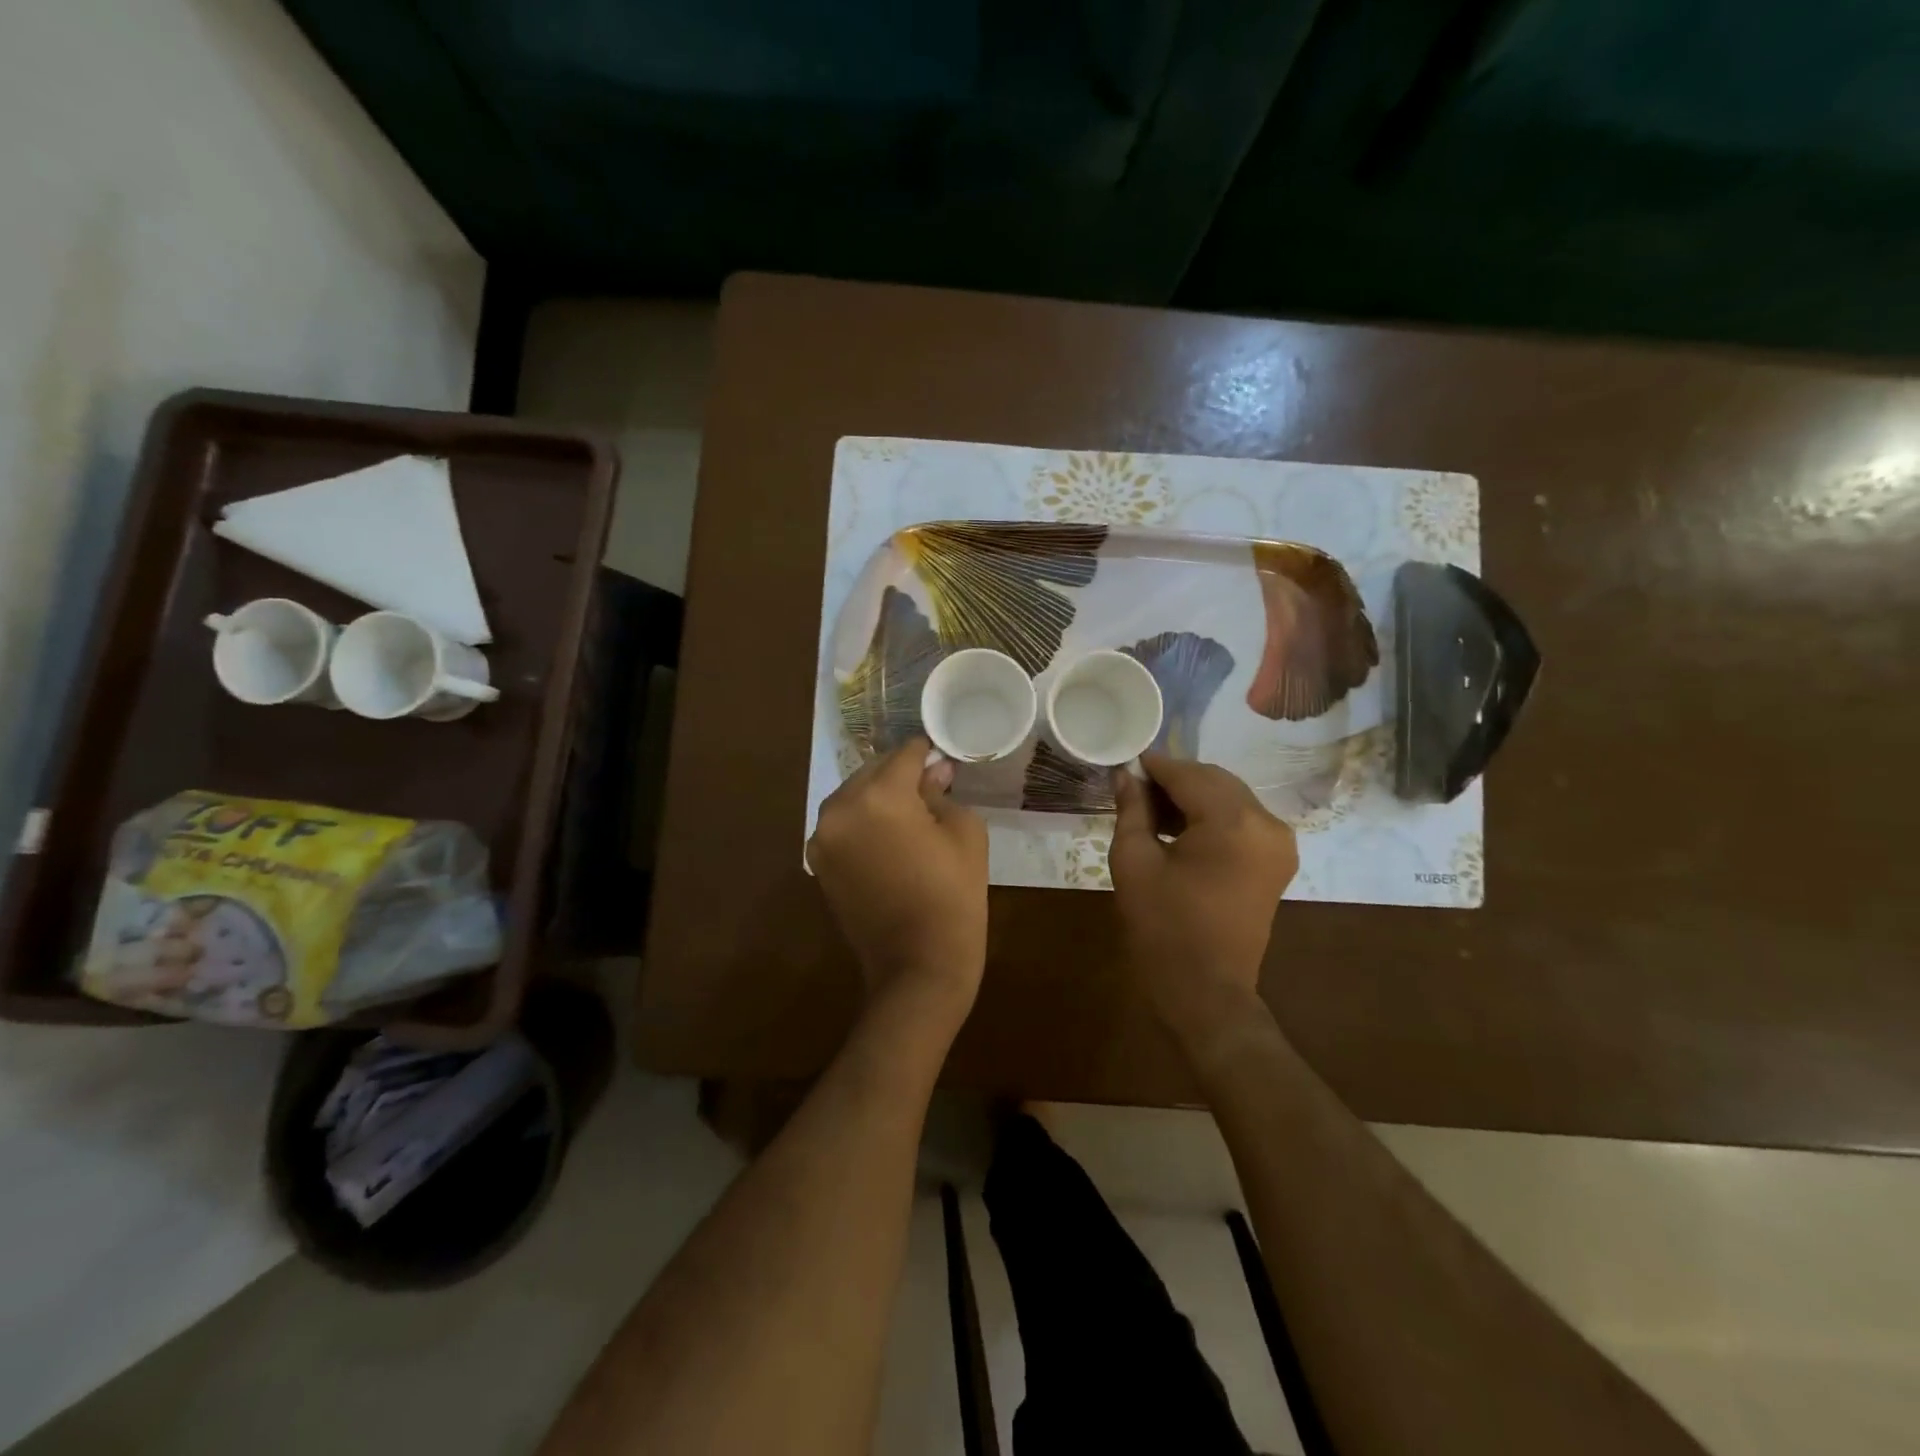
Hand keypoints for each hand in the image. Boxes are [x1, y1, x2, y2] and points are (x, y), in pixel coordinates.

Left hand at [807, 738, 988, 1013]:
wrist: (917, 964)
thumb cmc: (953, 895)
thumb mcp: (964, 832)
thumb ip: (942, 791)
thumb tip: (932, 772)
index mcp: (879, 795)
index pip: (904, 755)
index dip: (927, 754)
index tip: (941, 760)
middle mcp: (840, 808)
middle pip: (873, 771)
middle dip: (899, 775)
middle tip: (928, 787)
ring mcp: (822, 836)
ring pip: (853, 796)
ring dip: (877, 797)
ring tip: (907, 815)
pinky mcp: (817, 861)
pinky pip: (842, 824)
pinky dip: (862, 822)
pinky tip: (886, 839)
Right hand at [1109, 755, 1296, 1037]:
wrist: (1206, 991)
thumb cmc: (1163, 928)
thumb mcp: (1134, 863)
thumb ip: (1132, 810)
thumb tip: (1126, 776)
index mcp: (1233, 822)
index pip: (1188, 775)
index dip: (1154, 766)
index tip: (1125, 763)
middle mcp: (1266, 823)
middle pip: (1214, 780)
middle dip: (1174, 779)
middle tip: (1134, 789)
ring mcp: (1279, 842)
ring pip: (1229, 797)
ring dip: (1192, 796)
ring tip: (1151, 810)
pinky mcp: (1277, 860)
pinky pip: (1241, 820)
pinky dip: (1211, 816)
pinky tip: (1179, 828)